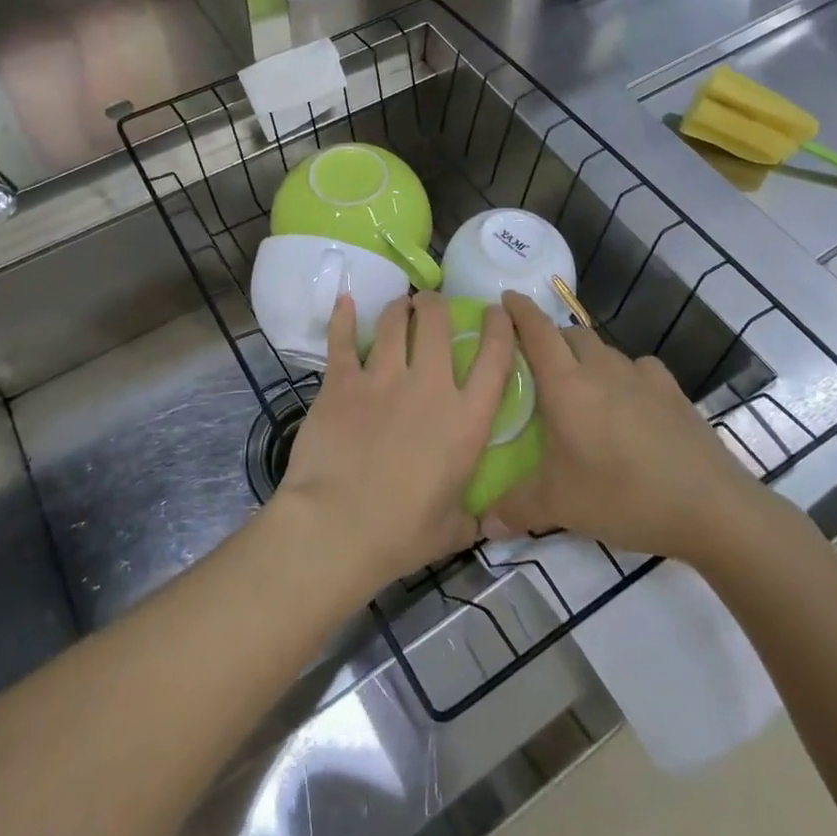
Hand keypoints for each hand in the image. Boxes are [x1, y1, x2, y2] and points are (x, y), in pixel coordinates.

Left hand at [274, 291, 515, 590]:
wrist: (337, 527)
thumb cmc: (401, 535)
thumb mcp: (453, 530)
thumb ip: (473, 516)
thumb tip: (489, 521)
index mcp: (465, 421)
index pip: (494, 358)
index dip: (499, 327)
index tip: (495, 311)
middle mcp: (428, 386)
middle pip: (437, 322)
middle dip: (435, 305)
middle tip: (431, 304)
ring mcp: (382, 378)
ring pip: (393, 322)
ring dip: (399, 308)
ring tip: (400, 306)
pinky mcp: (342, 381)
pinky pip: (342, 338)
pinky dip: (343, 316)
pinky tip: (345, 300)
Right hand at [486, 291, 767, 564]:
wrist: (711, 507)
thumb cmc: (623, 496)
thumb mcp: (560, 506)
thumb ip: (515, 508)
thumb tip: (483, 524)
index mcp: (566, 385)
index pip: (536, 331)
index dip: (519, 310)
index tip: (506, 298)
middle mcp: (600, 368)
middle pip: (570, 334)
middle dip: (550, 338)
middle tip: (537, 362)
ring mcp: (641, 376)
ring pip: (604, 350)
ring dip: (586, 357)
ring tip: (582, 386)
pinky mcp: (673, 391)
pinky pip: (639, 368)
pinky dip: (625, 375)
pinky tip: (630, 401)